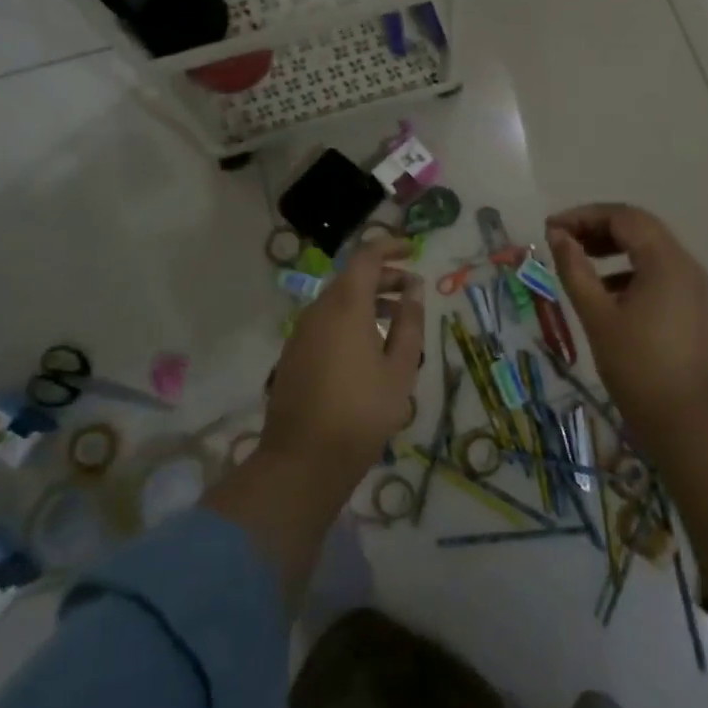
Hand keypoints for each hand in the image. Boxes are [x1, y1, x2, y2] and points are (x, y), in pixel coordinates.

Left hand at [262, 238, 424, 476]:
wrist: (302, 460)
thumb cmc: (362, 412)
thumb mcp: (400, 369)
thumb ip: (409, 323)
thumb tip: (413, 289)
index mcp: (346, 306)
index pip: (366, 257)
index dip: (390, 247)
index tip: (413, 250)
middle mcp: (319, 310)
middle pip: (352, 278)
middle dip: (384, 277)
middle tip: (413, 290)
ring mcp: (302, 333)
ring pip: (338, 301)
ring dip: (368, 300)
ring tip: (397, 320)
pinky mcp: (294, 354)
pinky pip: (326, 322)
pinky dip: (351, 319)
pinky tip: (369, 347)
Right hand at [546, 204, 707, 444]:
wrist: (683, 420)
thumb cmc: (636, 365)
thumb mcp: (597, 315)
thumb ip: (575, 269)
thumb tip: (557, 235)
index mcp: (665, 260)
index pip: (623, 217)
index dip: (584, 216)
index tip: (550, 228)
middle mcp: (684, 262)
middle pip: (638, 226)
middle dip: (597, 227)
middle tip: (561, 239)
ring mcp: (691, 283)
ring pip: (648, 247)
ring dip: (612, 246)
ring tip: (577, 258)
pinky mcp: (689, 303)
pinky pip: (656, 270)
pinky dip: (627, 268)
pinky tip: (603, 289)